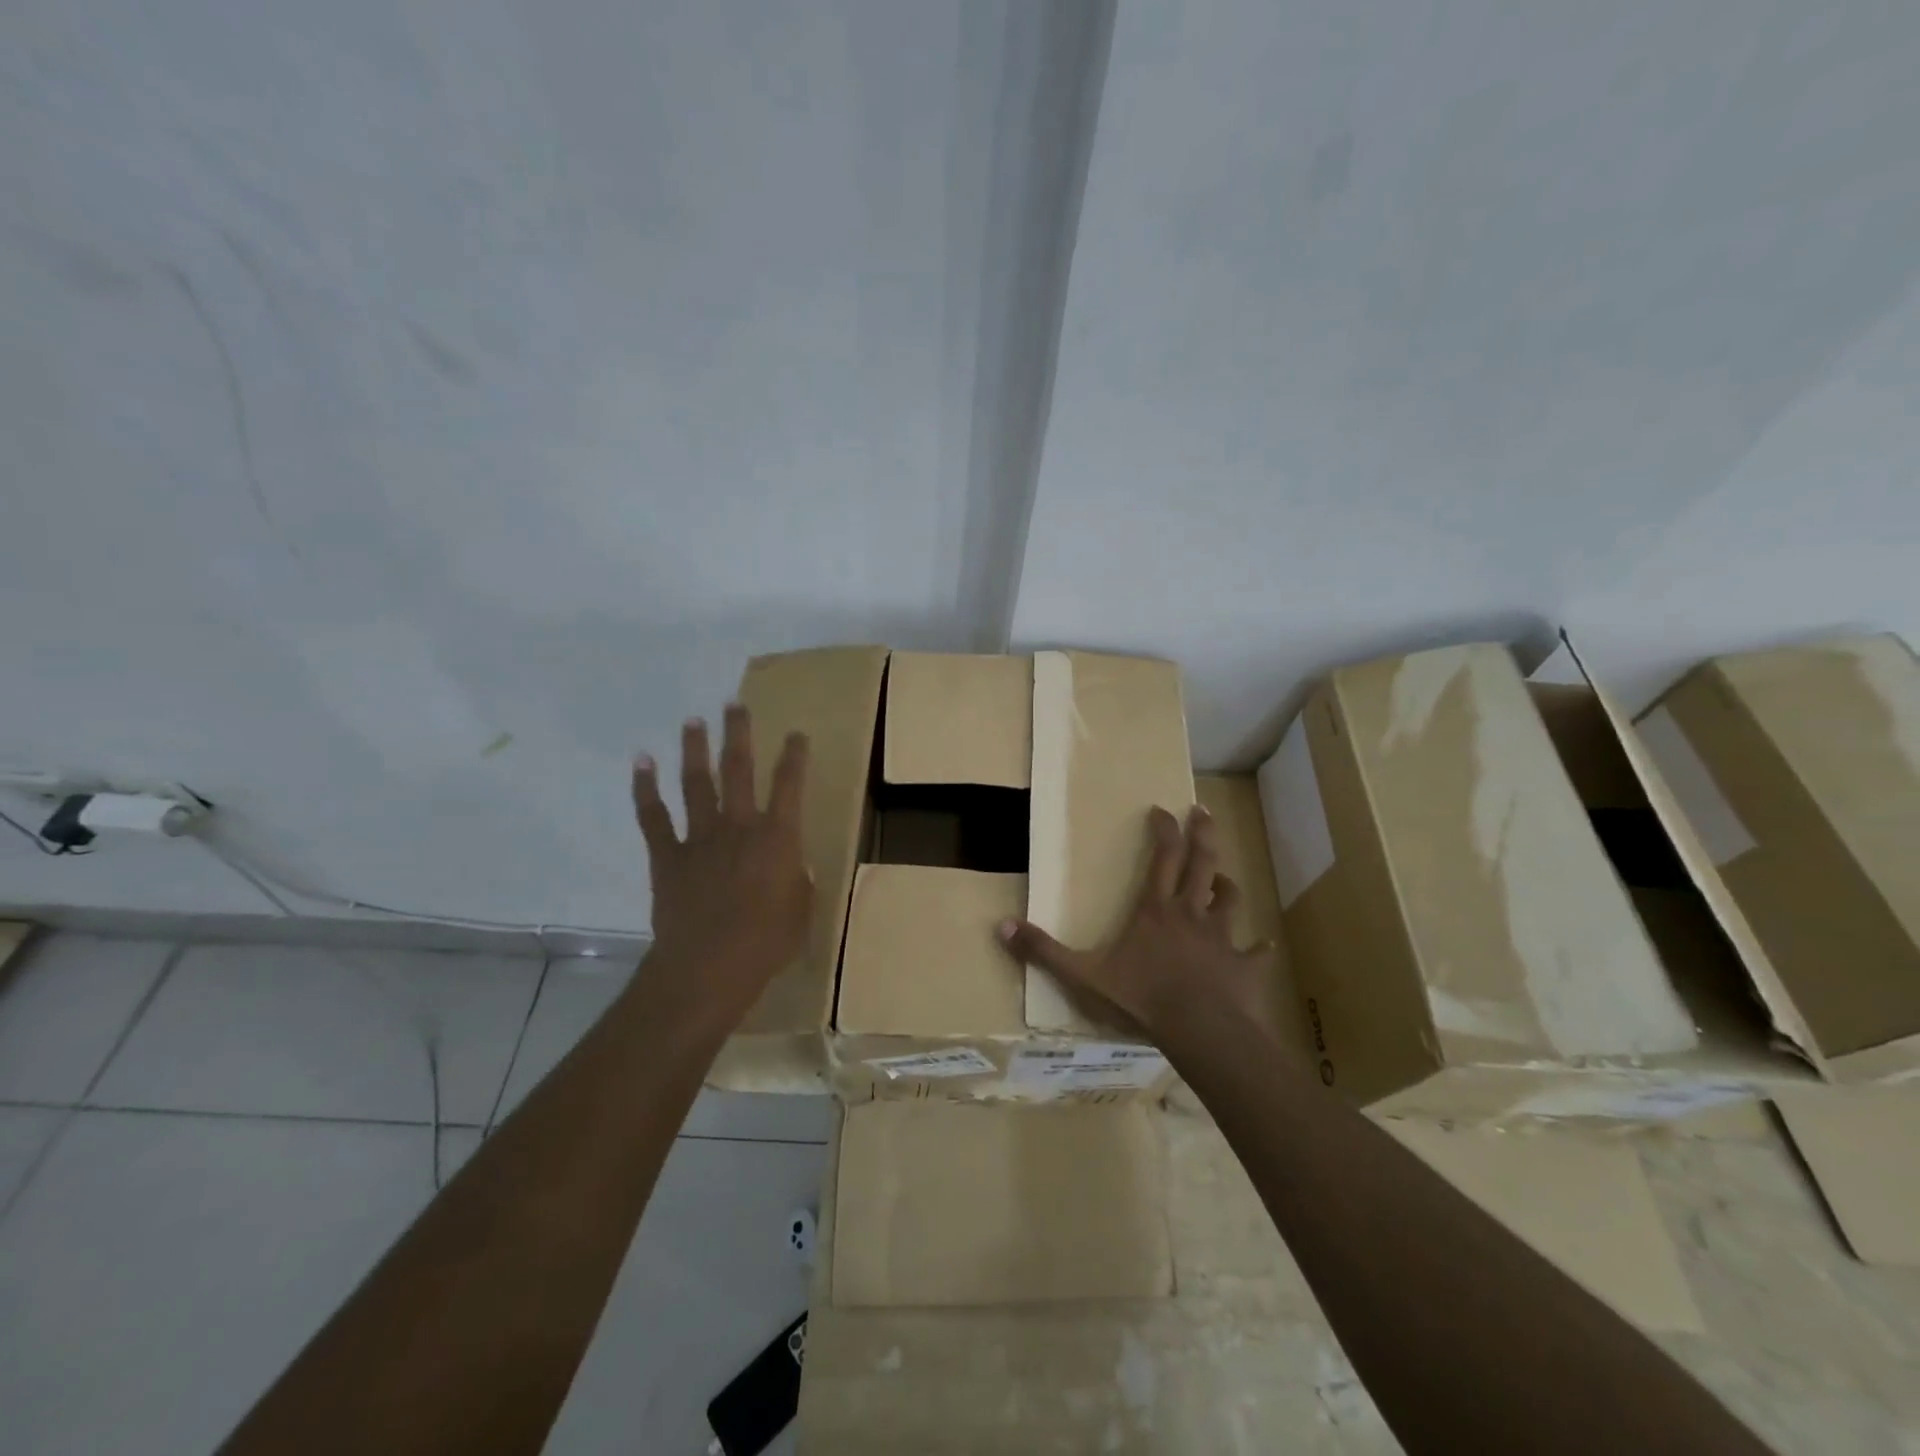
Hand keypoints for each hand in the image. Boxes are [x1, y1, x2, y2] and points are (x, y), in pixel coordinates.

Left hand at [631, 704, 811, 1024]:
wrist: (707, 968)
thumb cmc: (766, 944)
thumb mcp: (800, 911)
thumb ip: (797, 881)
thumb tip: (791, 867)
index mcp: (778, 838)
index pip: (790, 785)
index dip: (794, 756)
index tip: (796, 734)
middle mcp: (739, 827)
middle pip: (738, 770)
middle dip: (738, 734)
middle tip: (735, 705)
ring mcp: (700, 839)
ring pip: (696, 783)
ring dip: (695, 749)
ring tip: (693, 720)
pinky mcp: (668, 857)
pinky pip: (653, 817)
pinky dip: (645, 788)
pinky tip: (641, 762)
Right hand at [997, 804, 1280, 1044]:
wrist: (1201, 1031)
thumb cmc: (1142, 997)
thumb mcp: (1083, 975)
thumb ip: (1044, 951)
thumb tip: (1001, 926)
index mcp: (1156, 910)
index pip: (1163, 857)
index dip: (1163, 830)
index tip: (1162, 810)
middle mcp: (1192, 914)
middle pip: (1202, 863)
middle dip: (1203, 834)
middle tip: (1203, 811)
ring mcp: (1222, 938)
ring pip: (1230, 900)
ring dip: (1226, 885)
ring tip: (1223, 877)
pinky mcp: (1244, 966)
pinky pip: (1255, 952)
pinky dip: (1258, 948)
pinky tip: (1263, 946)